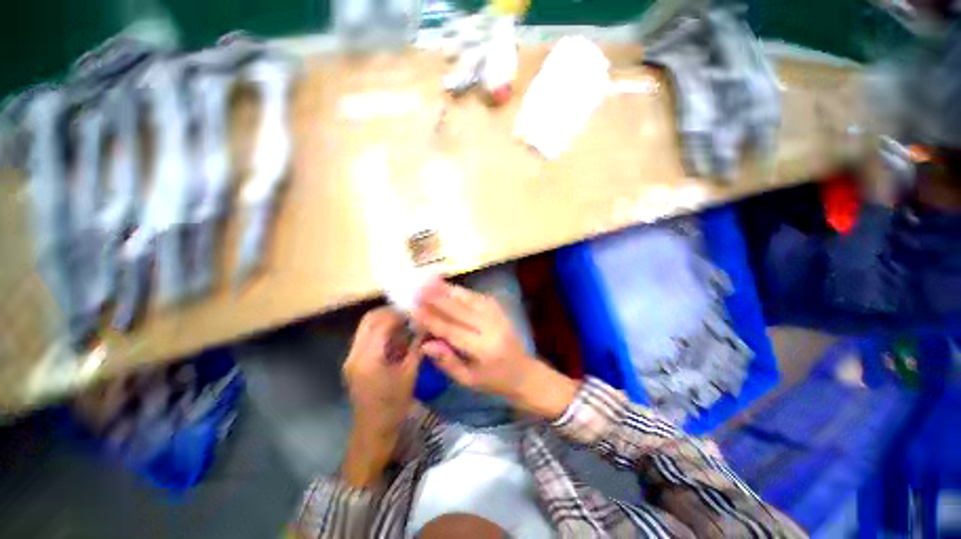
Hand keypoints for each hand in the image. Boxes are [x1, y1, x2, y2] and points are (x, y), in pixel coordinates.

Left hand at [341, 307, 421, 486]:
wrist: (373, 432)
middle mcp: (355, 354)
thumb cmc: (393, 406)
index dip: (399, 314)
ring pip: (367, 327)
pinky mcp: (355, 362)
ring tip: (407, 323)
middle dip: (390, 312)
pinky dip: (383, 332)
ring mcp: (352, 358)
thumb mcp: (410, 374)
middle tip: (410, 314)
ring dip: (386, 321)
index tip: (416, 311)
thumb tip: (427, 326)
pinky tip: (399, 337)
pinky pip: (367, 337)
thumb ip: (417, 347)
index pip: (380, 323)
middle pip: (369, 320)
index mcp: (368, 358)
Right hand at [412, 279, 577, 419]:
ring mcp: (498, 315)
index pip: (452, 330)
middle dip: (438, 297)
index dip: (432, 319)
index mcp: (484, 349)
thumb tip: (425, 344)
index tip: (413, 309)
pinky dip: (461, 291)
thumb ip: (447, 361)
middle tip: (417, 287)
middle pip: (460, 309)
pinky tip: (448, 286)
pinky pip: (478, 297)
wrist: (525, 373)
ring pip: (470, 299)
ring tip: (429, 280)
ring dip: (449, 289)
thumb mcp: (468, 380)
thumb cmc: (494, 381)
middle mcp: (492, 328)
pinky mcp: (499, 310)